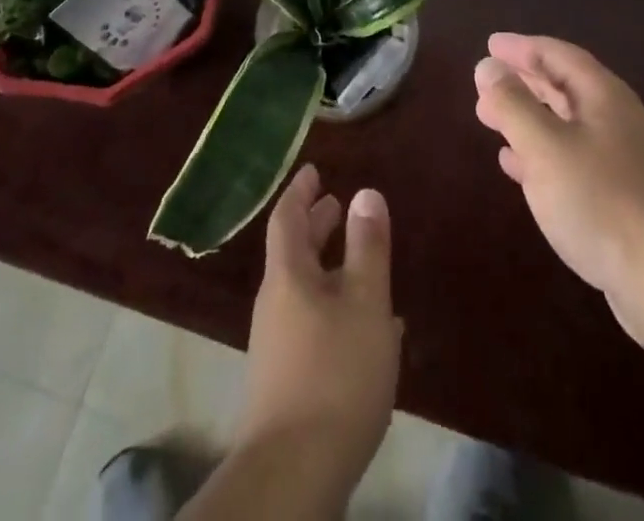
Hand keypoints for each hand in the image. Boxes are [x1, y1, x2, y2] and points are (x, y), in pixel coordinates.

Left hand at [234, 163, 400, 502]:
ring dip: (328, 268)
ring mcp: (278, 345)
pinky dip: (333, 306)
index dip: (301, 190)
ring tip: (359, 261)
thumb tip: (365, 192)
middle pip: (293, 253)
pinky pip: (311, 322)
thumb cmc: (334, 373)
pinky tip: (363, 326)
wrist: (293, 474)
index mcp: (288, 276)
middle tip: (335, 205)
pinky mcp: (287, 380)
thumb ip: (368, 246)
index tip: (313, 169)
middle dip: (315, 226)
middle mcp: (276, 303)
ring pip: (304, 289)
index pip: (287, 217)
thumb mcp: (365, 302)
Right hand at [474, 32, 643, 346]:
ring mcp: (620, 160)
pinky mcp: (618, 198)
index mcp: (603, 96)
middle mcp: (615, 120)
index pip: (558, 55)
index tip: (490, 44)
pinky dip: (539, 153)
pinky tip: (515, 166)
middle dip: (523, 81)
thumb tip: (488, 66)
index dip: (523, 47)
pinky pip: (569, 159)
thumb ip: (513, 104)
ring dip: (527, 117)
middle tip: (485, 81)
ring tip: (490, 118)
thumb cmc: (601, 200)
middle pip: (564, 86)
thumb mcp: (546, 146)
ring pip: (565, 124)